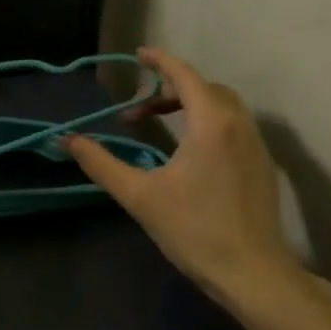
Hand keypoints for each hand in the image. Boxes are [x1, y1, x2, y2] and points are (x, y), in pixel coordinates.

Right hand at [64, 48, 330, 315]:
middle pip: (204, 87)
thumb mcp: (139, 196)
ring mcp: (255, 144)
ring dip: (191, 104)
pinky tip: (190, 151)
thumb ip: (101, 163)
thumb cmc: (195, 230)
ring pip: (223, 105)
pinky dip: (209, 120)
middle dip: (171, 87)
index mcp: (210, 122)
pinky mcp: (262, 164)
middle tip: (140, 107)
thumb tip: (67, 140)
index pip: (184, 75)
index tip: (138, 55)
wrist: (254, 273)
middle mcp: (238, 124)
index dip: (160, 61)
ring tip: (161, 125)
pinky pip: (234, 124)